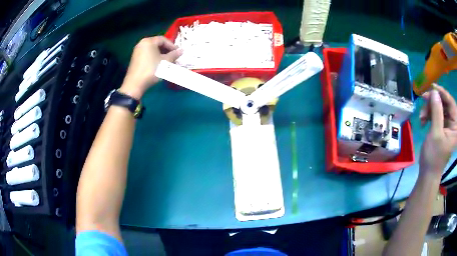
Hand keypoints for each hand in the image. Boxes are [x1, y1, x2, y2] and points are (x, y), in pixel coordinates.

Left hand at [119, 36, 182, 98]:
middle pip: (157, 44)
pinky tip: (159, 64)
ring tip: (168, 62)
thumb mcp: (165, 62)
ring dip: (161, 54)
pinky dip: (154, 57)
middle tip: (174, 57)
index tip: (178, 53)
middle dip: (167, 50)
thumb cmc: (152, 70)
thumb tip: (182, 51)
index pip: (163, 39)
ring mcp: (137, 51)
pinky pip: (147, 54)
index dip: (172, 46)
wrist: (135, 84)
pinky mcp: (135, 59)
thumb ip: (174, 55)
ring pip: (152, 50)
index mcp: (148, 41)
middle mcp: (141, 43)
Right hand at [419, 84, 456, 176]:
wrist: (428, 173)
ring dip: (430, 109)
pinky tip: (423, 120)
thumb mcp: (436, 134)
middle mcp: (453, 124)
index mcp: (455, 127)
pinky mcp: (442, 127)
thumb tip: (434, 92)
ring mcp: (447, 125)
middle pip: (445, 104)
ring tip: (421, 116)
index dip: (443, 93)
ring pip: (439, 107)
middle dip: (434, 101)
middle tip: (424, 100)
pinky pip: (436, 114)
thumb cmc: (433, 157)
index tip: (433, 87)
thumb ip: (437, 112)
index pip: (451, 103)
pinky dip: (429, 114)